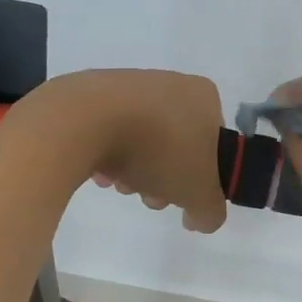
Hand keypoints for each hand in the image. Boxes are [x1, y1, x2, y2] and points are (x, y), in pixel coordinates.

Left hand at [36, 70, 228, 232]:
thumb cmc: (160, 149)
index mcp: (202, 95)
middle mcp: (170, 83)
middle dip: (163, 177)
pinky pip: (108, 132)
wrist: (89, 120)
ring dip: (134, 171)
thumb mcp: (199, 192)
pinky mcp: (92, 94)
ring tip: (121, 184)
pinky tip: (98, 172)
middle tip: (150, 196)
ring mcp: (129, 85)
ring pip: (141, 141)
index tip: (183, 195)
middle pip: (174, 145)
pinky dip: (107, 155)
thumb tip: (200, 217)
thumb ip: (210, 211)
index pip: (213, 142)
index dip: (201, 176)